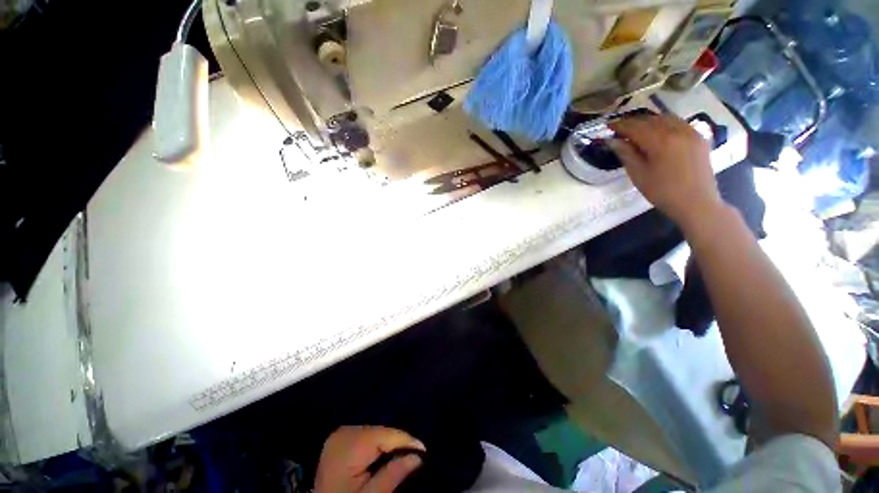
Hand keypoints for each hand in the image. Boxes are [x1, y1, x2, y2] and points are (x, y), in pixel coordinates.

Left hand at [314, 426, 424, 492]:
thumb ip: (392, 474)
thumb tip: (417, 457)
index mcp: (349, 443)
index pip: (385, 435)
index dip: (406, 441)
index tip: (424, 451)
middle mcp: (344, 432)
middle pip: (380, 432)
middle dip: (397, 443)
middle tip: (415, 455)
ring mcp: (340, 434)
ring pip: (374, 432)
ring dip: (388, 443)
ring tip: (403, 453)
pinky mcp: (340, 439)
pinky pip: (366, 435)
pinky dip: (377, 444)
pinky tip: (385, 453)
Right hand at [609, 115, 722, 228]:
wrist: (696, 203)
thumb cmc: (662, 192)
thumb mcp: (638, 175)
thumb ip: (626, 154)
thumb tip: (613, 141)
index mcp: (660, 141)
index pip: (635, 127)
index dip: (620, 125)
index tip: (608, 126)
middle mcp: (677, 131)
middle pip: (651, 119)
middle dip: (634, 122)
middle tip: (620, 128)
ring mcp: (691, 132)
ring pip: (666, 118)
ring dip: (649, 121)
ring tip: (637, 128)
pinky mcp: (699, 137)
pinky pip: (679, 123)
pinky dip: (664, 123)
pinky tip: (658, 131)